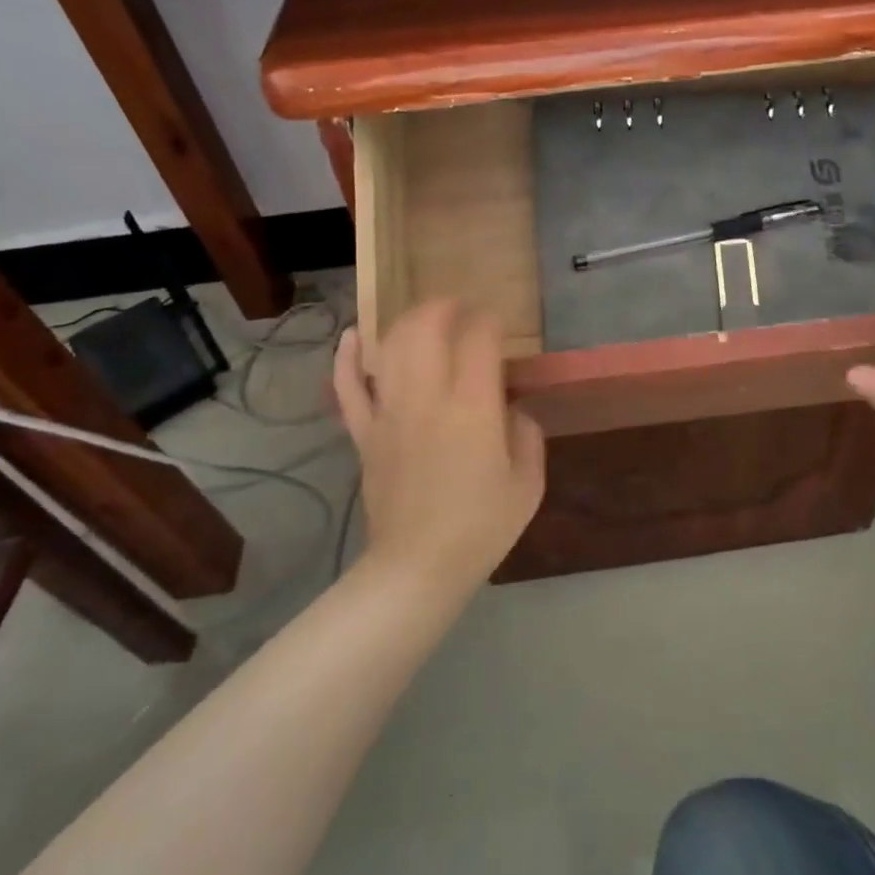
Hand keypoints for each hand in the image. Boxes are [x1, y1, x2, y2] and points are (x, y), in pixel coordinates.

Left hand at [334, 301, 545, 594]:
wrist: (418, 566)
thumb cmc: (482, 527)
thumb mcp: (528, 483)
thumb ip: (526, 433)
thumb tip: (510, 408)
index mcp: (472, 409)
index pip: (479, 340)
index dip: (490, 323)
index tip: (498, 326)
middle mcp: (427, 399)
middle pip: (425, 329)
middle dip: (445, 308)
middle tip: (461, 308)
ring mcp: (388, 414)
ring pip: (388, 347)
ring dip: (406, 322)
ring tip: (424, 317)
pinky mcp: (364, 434)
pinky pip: (347, 388)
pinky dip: (346, 357)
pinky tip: (352, 336)